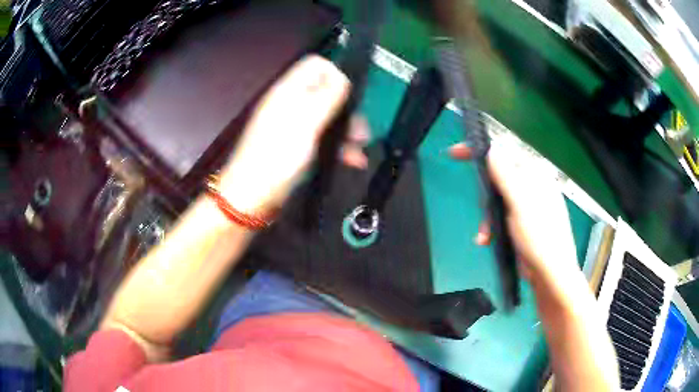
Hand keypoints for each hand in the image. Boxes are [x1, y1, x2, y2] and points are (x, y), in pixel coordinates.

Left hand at [217, 55, 366, 214]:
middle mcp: (292, 103)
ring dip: (347, 131)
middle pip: (326, 92)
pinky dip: (338, 146)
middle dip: (347, 109)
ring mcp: (294, 125)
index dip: (336, 74)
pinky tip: (352, 160)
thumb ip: (326, 96)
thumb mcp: (306, 122)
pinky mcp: (297, 145)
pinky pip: (322, 137)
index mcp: (289, 90)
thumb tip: (343, 77)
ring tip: (360, 148)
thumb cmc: (277, 157)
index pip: (316, 65)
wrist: (253, 196)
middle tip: (360, 130)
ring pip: (328, 116)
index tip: (350, 95)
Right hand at [449, 142, 579, 281]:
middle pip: (499, 180)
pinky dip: (492, 228)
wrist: (550, 275)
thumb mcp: (521, 203)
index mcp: (535, 176)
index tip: (456, 153)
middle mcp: (532, 187)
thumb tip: (490, 150)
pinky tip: (487, 240)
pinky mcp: (522, 224)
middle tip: (481, 212)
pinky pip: (501, 217)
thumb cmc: (540, 237)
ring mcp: (527, 206)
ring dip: (487, 218)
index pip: (505, 154)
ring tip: (485, 236)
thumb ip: (506, 175)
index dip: (480, 152)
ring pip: (497, 201)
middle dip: (486, 198)